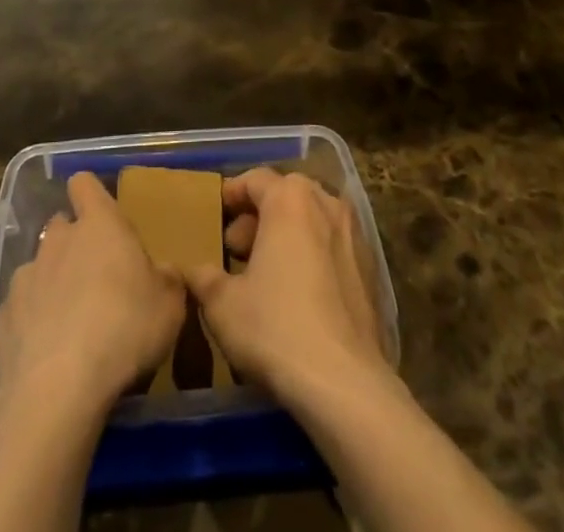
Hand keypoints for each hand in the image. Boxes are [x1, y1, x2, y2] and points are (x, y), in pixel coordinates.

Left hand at [0, 172, 185, 412]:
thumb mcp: (169, 307)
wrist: (56, 389)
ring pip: (39, 268)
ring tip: (69, 324)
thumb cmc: (123, 330)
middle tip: (95, 279)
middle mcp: (57, 240)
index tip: (100, 214)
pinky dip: (30, 324)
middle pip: (61, 226)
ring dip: (52, 285)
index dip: (90, 194)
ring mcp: (25, 277)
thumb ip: (167, 280)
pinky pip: (19, 311)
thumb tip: (163, 272)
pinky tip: (44, 356)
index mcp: (98, 225)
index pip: (84, 184)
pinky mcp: (1, 318)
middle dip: (74, 245)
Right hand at [183, 169, 391, 405]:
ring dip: (286, 236)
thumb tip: (192, 270)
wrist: (345, 383)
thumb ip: (204, 278)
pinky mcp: (370, 269)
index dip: (231, 196)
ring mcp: (354, 234)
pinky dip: (312, 257)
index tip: (215, 217)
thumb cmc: (276, 328)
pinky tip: (298, 295)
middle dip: (258, 218)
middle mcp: (326, 203)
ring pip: (311, 220)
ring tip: (265, 273)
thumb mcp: (222, 304)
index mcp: (289, 198)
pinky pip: (332, 247)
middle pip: (285, 196)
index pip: (254, 179)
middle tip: (236, 251)